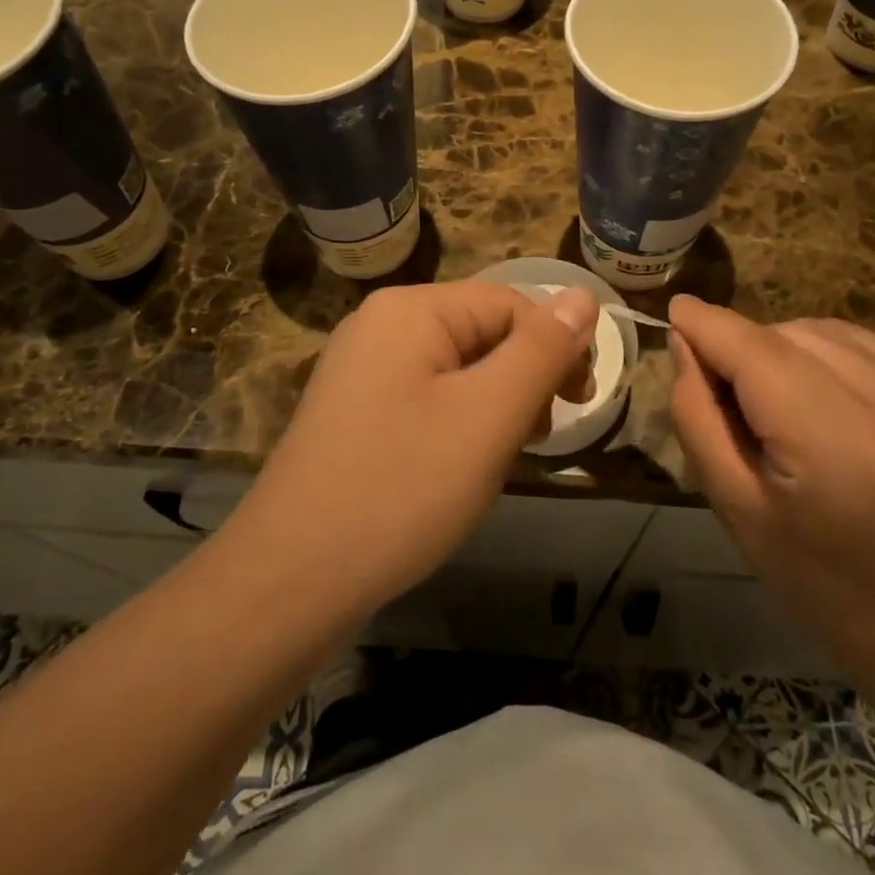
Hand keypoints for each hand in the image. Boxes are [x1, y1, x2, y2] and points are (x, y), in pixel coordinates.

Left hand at [235, 280, 598, 617]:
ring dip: (493, 406)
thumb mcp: (489, 416)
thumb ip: (541, 351)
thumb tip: (582, 295)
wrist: (292, 578)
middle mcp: (379, 326)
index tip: (578, 405)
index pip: (510, 304)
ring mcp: (360, 369)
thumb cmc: (402, 487)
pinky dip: (458, 424)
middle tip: (536, 438)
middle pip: (481, 333)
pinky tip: (458, 468)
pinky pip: (425, 398)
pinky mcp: (353, 411)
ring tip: (499, 459)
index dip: (555, 347)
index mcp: (409, 310)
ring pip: (456, 370)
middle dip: (521, 380)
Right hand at [668, 295, 874, 698]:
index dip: (712, 325)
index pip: (758, 354)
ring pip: (834, 333)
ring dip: (798, 352)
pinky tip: (844, 408)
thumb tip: (685, 338)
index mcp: (840, 451)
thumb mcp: (735, 507)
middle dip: (754, 352)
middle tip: (742, 400)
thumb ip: (699, 416)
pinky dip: (843, 362)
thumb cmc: (818, 576)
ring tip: (795, 406)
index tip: (677, 308)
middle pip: (794, 336)